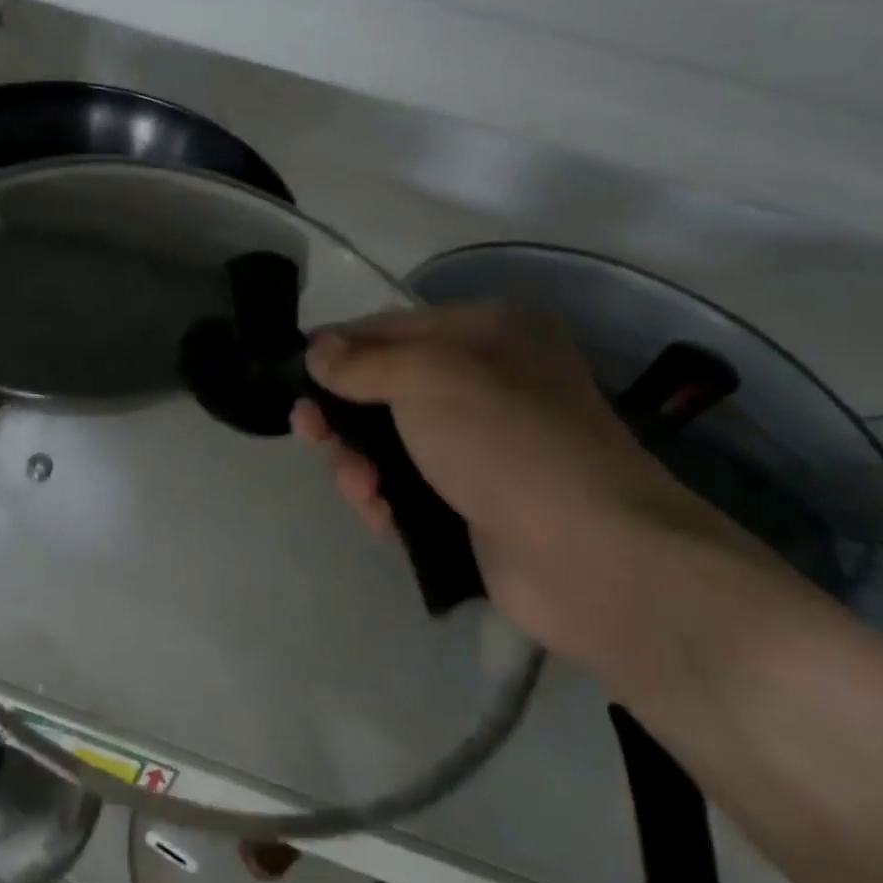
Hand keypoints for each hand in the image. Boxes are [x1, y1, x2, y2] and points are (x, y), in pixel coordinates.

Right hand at [295, 305, 742, 664]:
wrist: (589, 555)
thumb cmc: (505, 440)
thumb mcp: (426, 378)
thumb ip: (362, 361)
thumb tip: (316, 351)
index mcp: (487, 335)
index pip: (392, 327)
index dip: (339, 345)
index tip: (294, 368)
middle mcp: (487, 385)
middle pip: (386, 389)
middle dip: (342, 412)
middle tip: (307, 430)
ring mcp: (482, 449)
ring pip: (391, 445)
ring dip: (360, 463)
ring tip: (360, 486)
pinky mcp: (474, 505)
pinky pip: (408, 491)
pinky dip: (385, 500)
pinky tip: (380, 514)